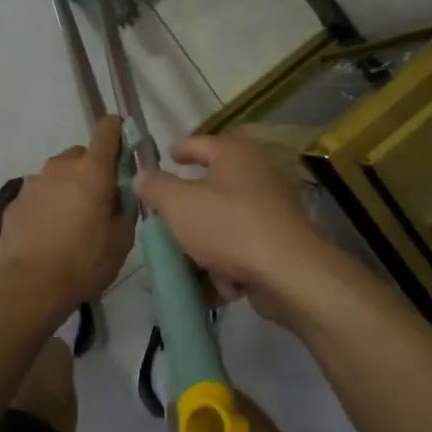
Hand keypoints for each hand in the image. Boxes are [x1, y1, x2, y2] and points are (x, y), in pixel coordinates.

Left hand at [0, 116, 134, 321]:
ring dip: (67, 188)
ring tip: (71, 223)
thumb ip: (126, 208)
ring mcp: (33, 182)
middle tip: (99, 201)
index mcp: (93, 170)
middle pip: (81, 155)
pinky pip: (38, 195)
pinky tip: (49, 234)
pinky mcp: (14, 202)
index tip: (125, 147)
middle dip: (92, 170)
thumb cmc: (84, 261)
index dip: (118, 132)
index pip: (107, 130)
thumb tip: (123, 195)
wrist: (27, 286)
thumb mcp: (122, 240)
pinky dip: (46, 206)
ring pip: (58, 175)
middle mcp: (61, 167)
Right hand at [134, 134, 333, 322]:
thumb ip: (156, 187)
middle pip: (210, 190)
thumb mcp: (179, 204)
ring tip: (185, 268)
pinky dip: (227, 268)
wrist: (288, 273)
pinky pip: (241, 251)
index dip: (179, 149)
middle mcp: (256, 176)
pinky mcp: (278, 244)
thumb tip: (143, 175)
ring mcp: (270, 211)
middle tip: (163, 225)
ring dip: (204, 249)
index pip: (199, 143)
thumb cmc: (228, 226)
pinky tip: (217, 289)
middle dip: (185, 214)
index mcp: (234, 154)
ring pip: (223, 226)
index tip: (164, 157)